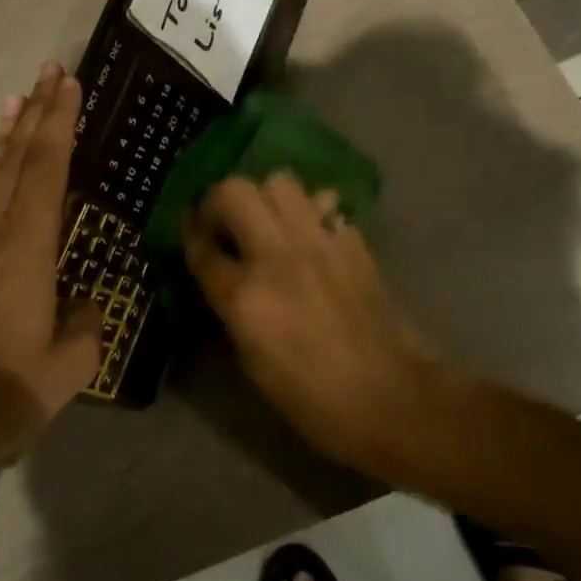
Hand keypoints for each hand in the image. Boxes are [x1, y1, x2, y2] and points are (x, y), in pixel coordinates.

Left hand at [0, 63, 101, 464]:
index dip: (58, 122)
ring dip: (8, 138)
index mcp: (26, 247)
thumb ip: (85, 326)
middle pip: (17, 159)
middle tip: (48, 73)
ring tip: (16, 104)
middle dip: (35, 113)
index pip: (47, 167)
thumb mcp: (65, 370)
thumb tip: (84, 304)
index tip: (67, 83)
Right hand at [182, 171, 438, 475]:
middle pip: (235, 192)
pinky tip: (311, 235)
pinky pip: (323, 204)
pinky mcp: (352, 241)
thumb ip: (231, 305)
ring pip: (280, 182)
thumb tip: (222, 271)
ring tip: (266, 222)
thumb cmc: (312, 398)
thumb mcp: (253, 361)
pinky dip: (310, 211)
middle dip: (219, 200)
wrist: (392, 398)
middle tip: (223, 222)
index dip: (189, 232)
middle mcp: (278, 257)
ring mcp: (319, 243)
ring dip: (264, 197)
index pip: (202, 246)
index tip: (188, 227)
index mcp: (246, 298)